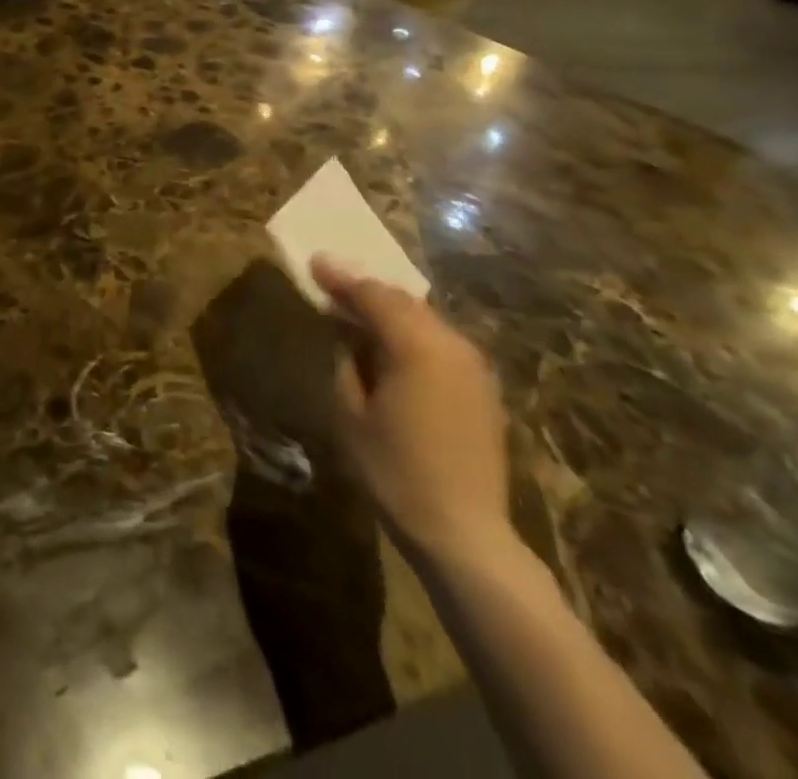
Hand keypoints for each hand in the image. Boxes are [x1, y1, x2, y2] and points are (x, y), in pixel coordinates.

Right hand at [315, 256, 511, 565]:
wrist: (464, 534)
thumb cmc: (395, 473)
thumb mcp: (351, 414)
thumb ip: (347, 362)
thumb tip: (348, 336)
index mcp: (417, 345)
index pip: (372, 295)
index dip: (340, 278)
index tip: (315, 262)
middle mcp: (451, 345)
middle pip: (402, 301)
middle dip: (366, 291)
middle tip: (332, 285)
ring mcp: (473, 366)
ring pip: (424, 320)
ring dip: (390, 313)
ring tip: (358, 315)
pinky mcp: (483, 389)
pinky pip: (440, 344)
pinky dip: (412, 335)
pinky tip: (392, 349)